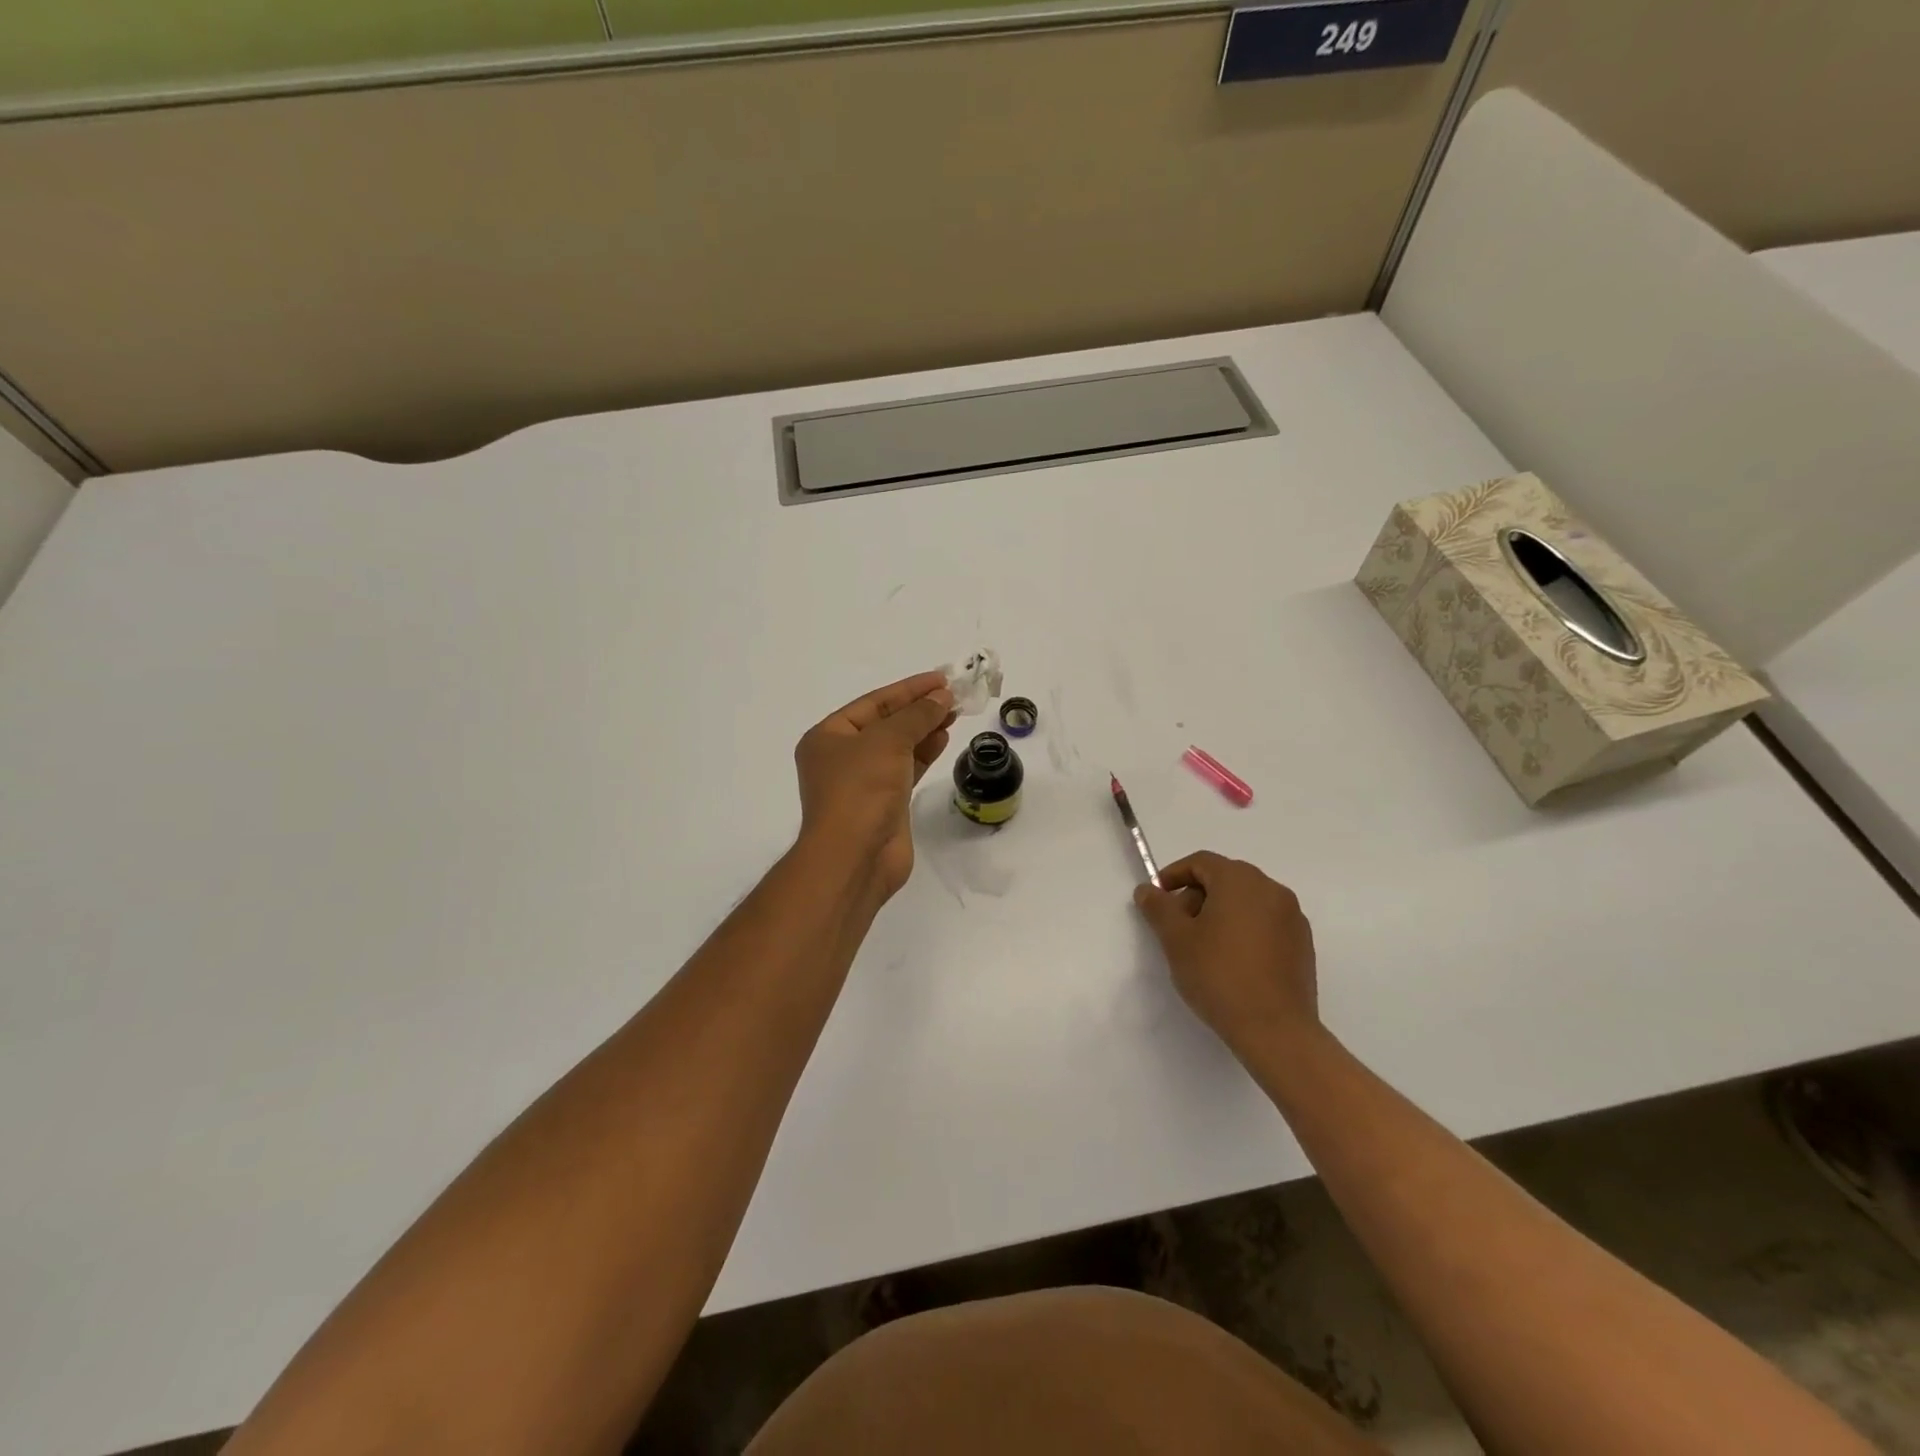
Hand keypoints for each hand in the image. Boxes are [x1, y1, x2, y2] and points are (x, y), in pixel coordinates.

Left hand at [794, 671, 956, 900]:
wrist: (855, 856)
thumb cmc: (861, 790)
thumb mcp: (888, 741)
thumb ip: (917, 716)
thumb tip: (942, 697)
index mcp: (828, 736)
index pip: (873, 703)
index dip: (908, 689)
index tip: (942, 679)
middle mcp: (841, 757)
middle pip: (886, 723)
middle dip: (918, 709)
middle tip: (953, 697)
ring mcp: (863, 783)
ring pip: (898, 747)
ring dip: (924, 730)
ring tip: (954, 714)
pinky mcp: (884, 804)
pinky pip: (906, 769)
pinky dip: (924, 754)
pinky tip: (943, 740)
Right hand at [1133, 852, 1318, 1056]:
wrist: (1275, 1029)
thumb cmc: (1219, 975)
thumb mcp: (1176, 940)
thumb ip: (1159, 908)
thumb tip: (1147, 890)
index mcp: (1240, 881)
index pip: (1202, 862)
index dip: (1174, 875)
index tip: (1157, 899)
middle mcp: (1271, 889)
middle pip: (1226, 878)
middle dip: (1197, 895)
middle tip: (1177, 926)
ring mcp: (1292, 917)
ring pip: (1247, 900)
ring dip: (1221, 912)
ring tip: (1203, 946)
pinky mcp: (1302, 944)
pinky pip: (1266, 922)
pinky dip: (1244, 929)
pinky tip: (1231, 960)